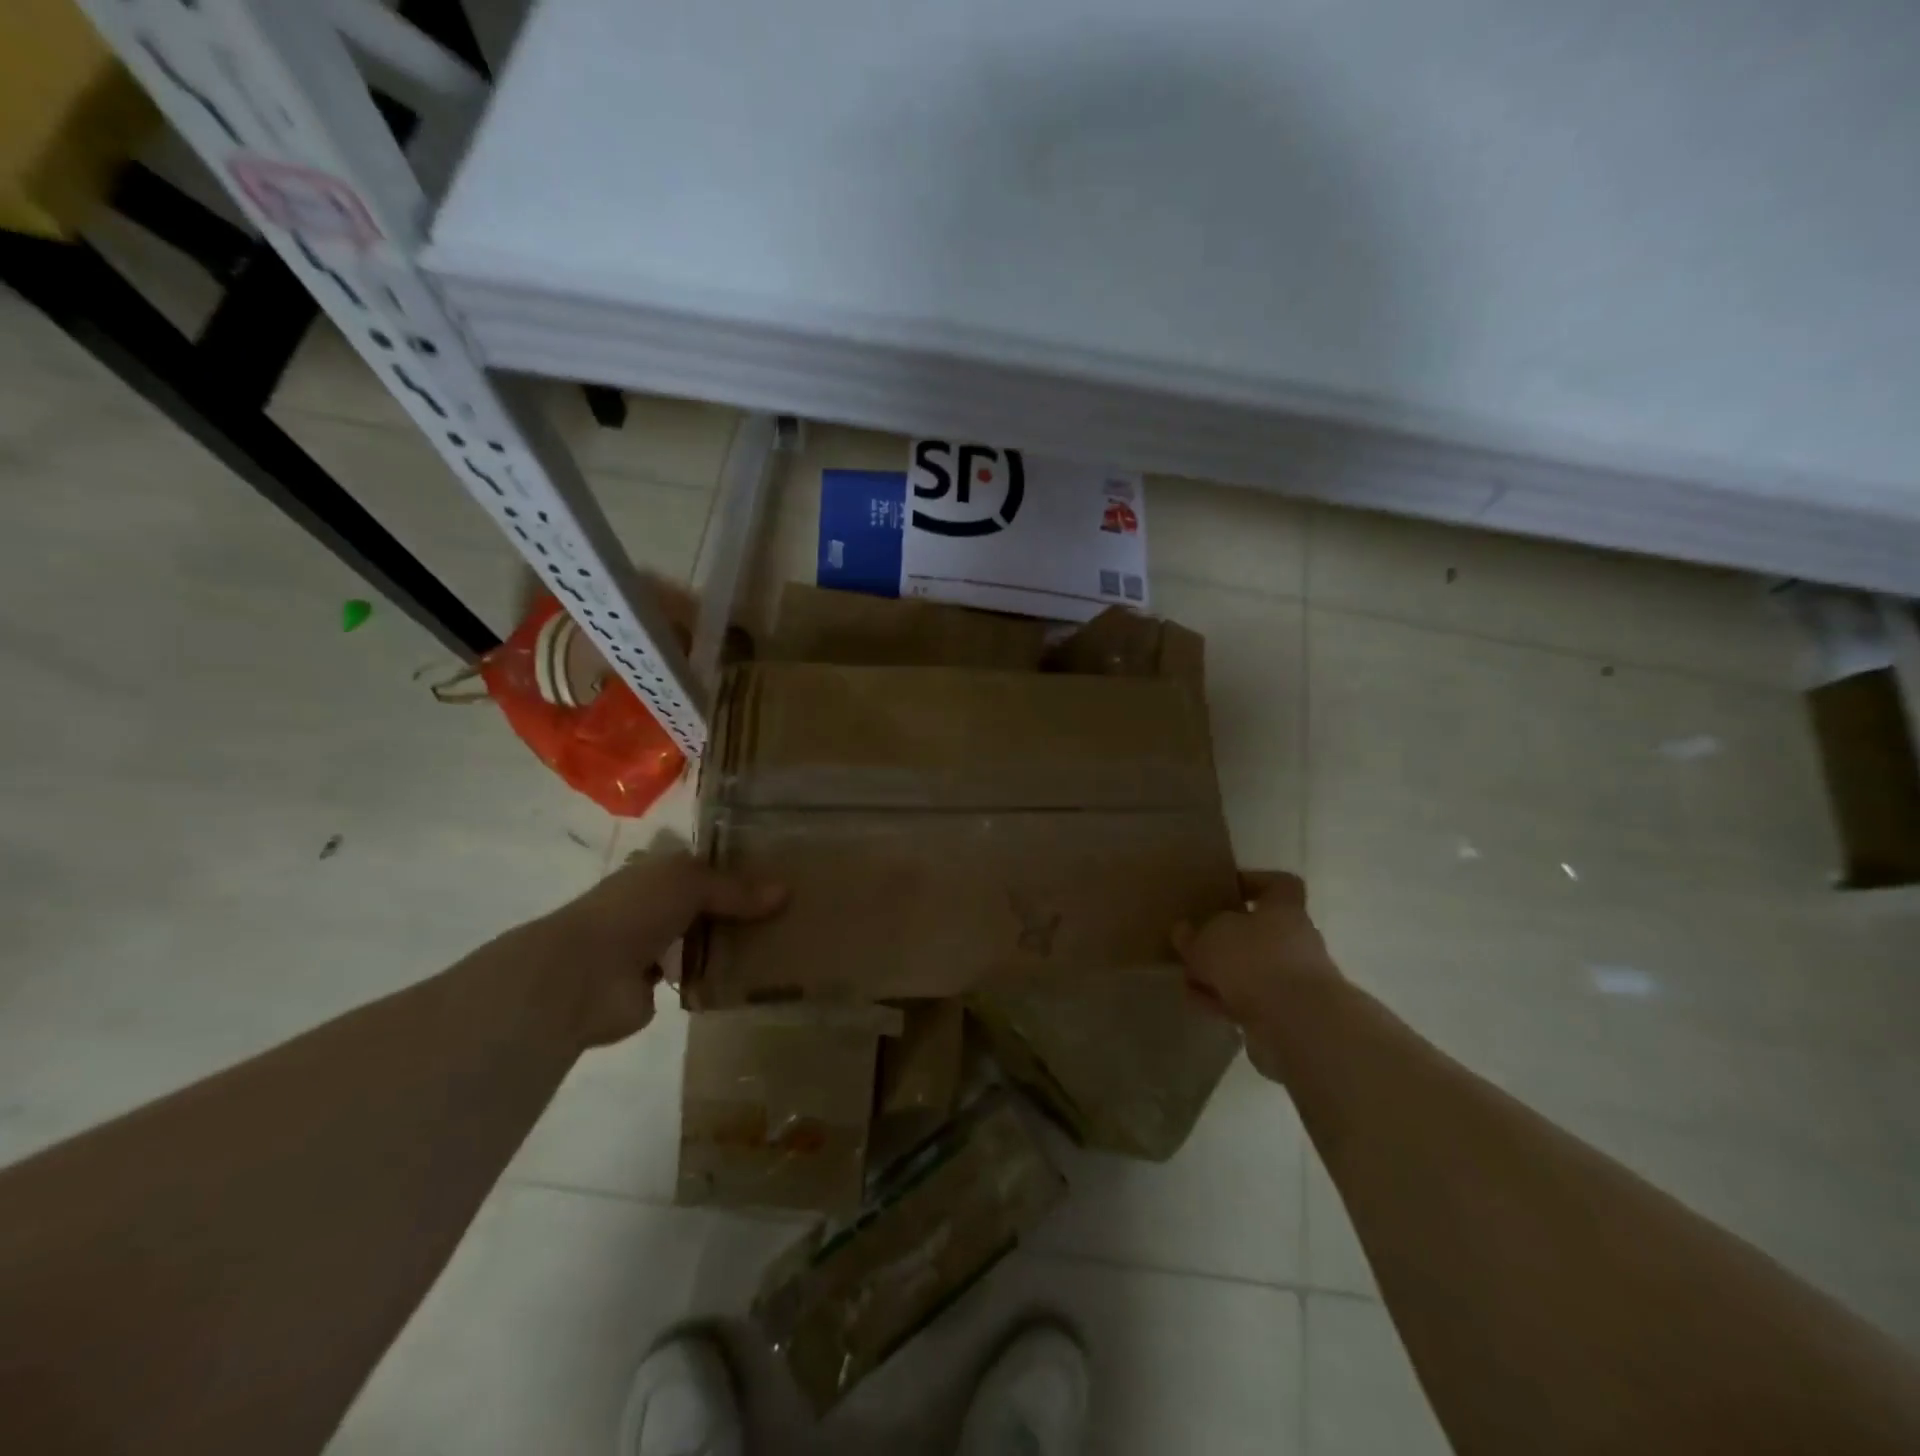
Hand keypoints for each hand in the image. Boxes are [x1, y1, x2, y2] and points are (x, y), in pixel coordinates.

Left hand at [536, 849, 785, 1048]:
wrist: (583, 976)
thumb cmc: (634, 911)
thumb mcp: (690, 883)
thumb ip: (736, 889)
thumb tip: (785, 892)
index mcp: (657, 871)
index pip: (703, 863)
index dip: (737, 866)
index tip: (780, 871)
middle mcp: (655, 905)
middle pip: (709, 902)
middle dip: (743, 907)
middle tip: (793, 910)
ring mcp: (655, 947)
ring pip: (706, 939)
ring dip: (734, 943)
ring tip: (785, 942)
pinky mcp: (658, 988)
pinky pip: (701, 976)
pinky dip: (722, 977)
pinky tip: (758, 975)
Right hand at [1172, 871, 1341, 1079]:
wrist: (1298, 1025)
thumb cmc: (1255, 960)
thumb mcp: (1210, 937)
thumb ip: (1194, 933)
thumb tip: (1183, 931)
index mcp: (1284, 909)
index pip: (1279, 884)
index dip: (1254, 883)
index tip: (1226, 891)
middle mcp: (1296, 940)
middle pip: (1259, 931)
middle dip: (1225, 939)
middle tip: (1195, 942)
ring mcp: (1294, 980)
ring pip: (1251, 969)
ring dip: (1220, 973)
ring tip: (1187, 978)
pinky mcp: (1287, 1014)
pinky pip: (1249, 1000)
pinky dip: (1224, 1000)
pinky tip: (1197, 1003)